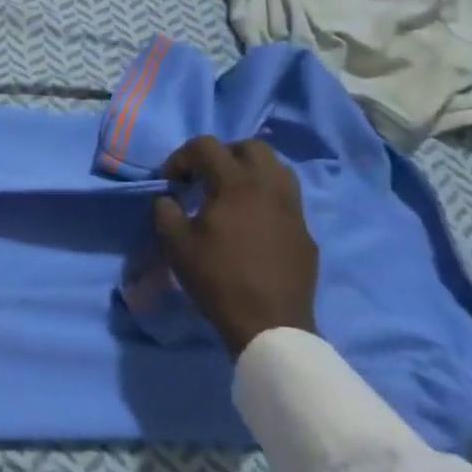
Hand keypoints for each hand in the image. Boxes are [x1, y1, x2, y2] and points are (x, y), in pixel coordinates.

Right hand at [152, 135, 319, 357]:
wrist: (269, 325)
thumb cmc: (218, 278)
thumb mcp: (175, 243)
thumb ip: (165, 210)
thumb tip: (168, 198)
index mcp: (237, 184)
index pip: (207, 146)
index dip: (181, 157)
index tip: (170, 181)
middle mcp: (270, 187)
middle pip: (252, 146)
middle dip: (224, 154)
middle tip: (205, 176)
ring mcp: (294, 210)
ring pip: (277, 169)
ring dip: (251, 172)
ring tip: (231, 194)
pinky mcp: (305, 233)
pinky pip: (287, 200)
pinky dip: (266, 199)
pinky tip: (251, 224)